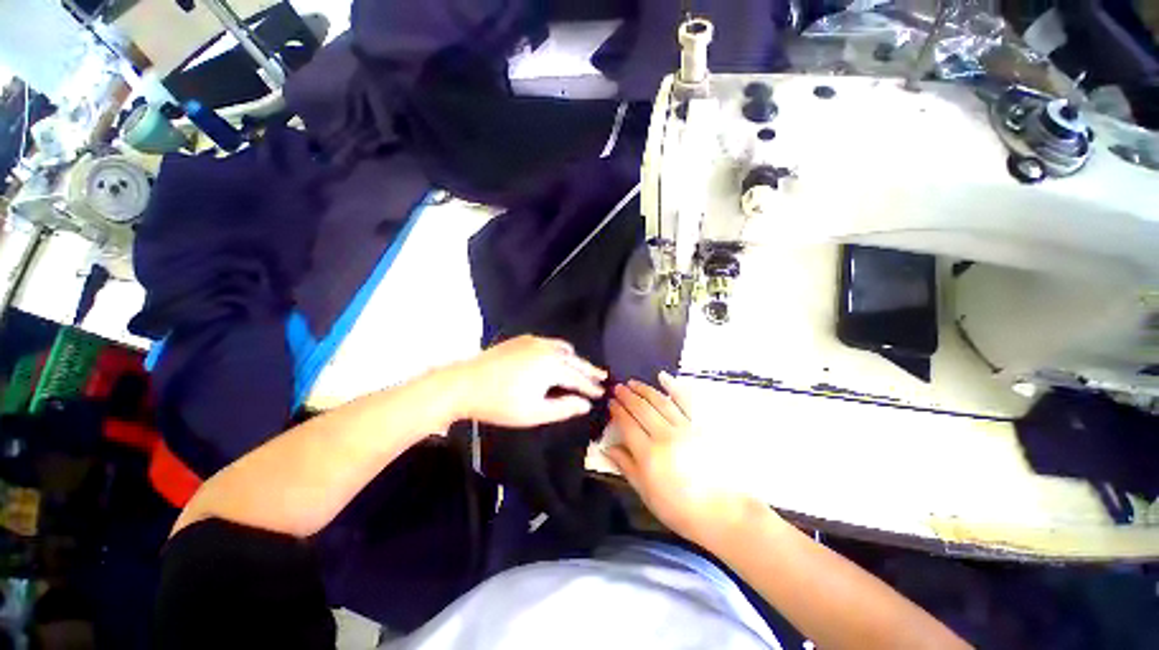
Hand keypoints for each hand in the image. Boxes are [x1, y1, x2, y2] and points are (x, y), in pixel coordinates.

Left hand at [454, 335, 606, 427]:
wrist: (464, 384)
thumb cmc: (500, 403)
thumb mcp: (534, 413)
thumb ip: (564, 408)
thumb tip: (586, 404)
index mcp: (552, 366)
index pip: (578, 378)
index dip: (591, 387)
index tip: (601, 393)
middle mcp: (547, 349)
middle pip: (574, 360)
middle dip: (589, 370)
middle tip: (602, 377)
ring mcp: (533, 341)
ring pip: (562, 348)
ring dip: (574, 359)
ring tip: (582, 368)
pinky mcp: (522, 340)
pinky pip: (549, 343)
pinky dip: (559, 350)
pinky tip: (557, 357)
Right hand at [605, 373, 761, 547]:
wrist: (723, 512)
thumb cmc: (680, 508)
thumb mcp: (646, 493)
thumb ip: (626, 466)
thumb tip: (607, 448)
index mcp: (648, 454)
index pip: (627, 424)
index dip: (617, 411)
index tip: (610, 402)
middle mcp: (664, 436)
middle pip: (641, 409)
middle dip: (627, 396)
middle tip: (617, 388)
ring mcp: (684, 428)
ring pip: (659, 402)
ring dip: (644, 389)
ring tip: (633, 382)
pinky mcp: (700, 426)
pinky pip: (685, 401)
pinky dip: (673, 387)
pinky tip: (663, 377)